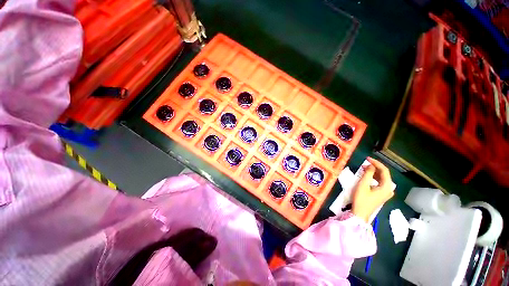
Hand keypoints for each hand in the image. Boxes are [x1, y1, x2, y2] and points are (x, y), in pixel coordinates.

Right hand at [351, 157, 394, 222]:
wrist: (360, 213)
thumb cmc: (361, 199)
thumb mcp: (363, 185)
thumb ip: (368, 174)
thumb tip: (371, 166)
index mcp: (386, 187)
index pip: (384, 171)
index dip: (376, 163)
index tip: (367, 158)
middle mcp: (389, 189)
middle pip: (384, 174)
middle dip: (375, 167)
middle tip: (364, 164)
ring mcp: (386, 193)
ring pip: (382, 179)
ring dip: (374, 172)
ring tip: (364, 169)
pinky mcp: (381, 195)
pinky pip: (380, 183)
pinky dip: (374, 178)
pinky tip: (367, 176)